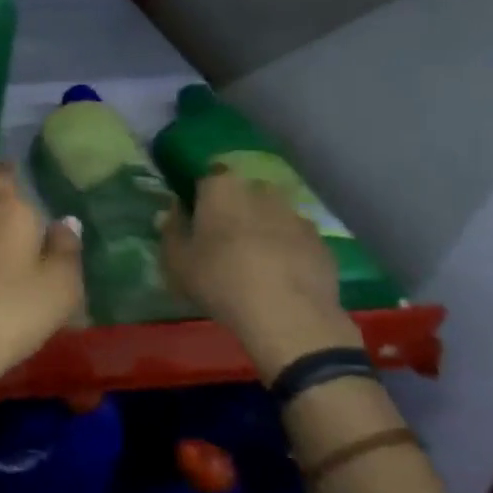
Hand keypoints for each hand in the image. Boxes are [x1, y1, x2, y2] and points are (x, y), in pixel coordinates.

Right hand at [162, 169, 356, 381]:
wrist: (288, 315)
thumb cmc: (220, 280)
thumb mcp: (177, 261)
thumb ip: (171, 231)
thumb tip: (171, 213)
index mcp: (222, 188)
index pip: (207, 178)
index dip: (200, 197)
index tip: (194, 219)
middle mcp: (260, 191)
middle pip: (242, 194)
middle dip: (233, 211)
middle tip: (222, 242)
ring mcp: (296, 214)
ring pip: (272, 216)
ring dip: (262, 230)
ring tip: (254, 263)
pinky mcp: (321, 242)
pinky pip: (296, 239)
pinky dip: (288, 251)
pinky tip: (280, 278)